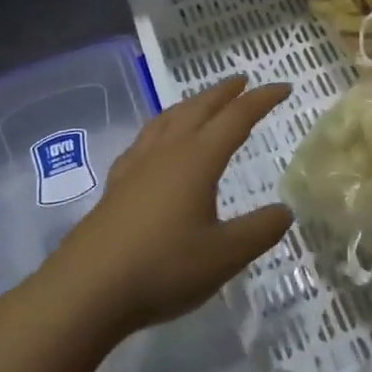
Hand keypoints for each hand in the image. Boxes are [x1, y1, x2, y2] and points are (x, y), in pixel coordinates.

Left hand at [40, 75, 293, 337]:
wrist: (87, 290)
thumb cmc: (163, 268)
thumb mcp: (225, 255)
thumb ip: (260, 230)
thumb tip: (284, 211)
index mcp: (198, 159)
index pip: (237, 117)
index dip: (262, 99)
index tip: (284, 87)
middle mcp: (167, 152)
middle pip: (199, 108)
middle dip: (224, 92)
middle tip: (243, 82)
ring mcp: (137, 166)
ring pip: (168, 119)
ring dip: (191, 104)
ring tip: (202, 102)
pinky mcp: (117, 185)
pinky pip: (145, 139)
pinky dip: (162, 128)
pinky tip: (157, 142)